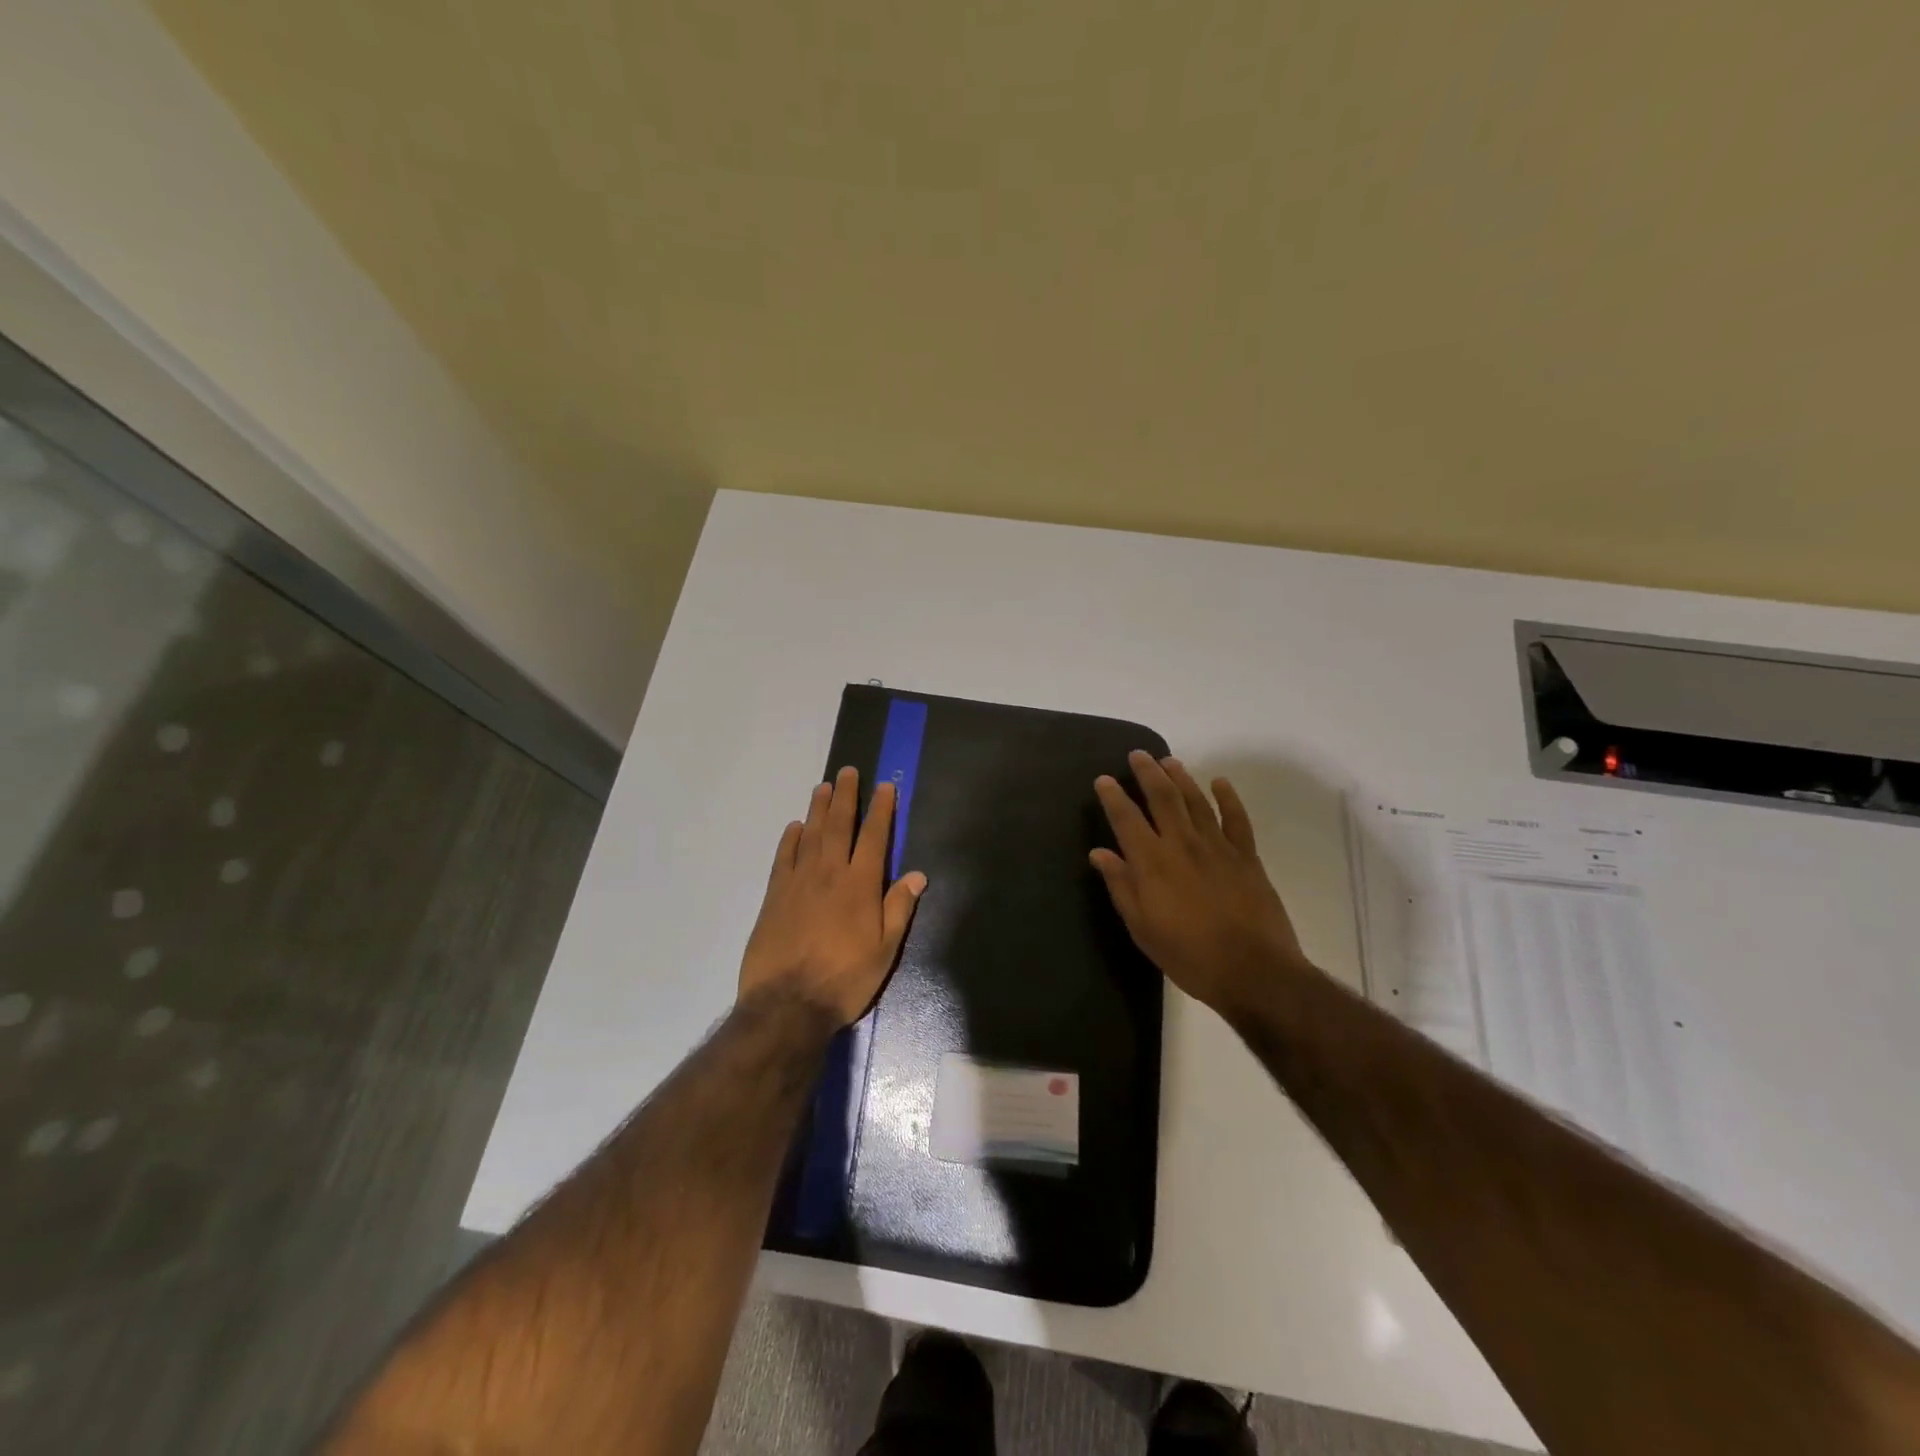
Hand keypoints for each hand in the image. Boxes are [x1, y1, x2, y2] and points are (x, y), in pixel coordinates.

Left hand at [739, 767, 927, 1025]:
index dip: (881, 810)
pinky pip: (784, 857)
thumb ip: (899, 908)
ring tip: (823, 787)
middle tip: (847, 772)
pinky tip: (795, 827)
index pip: (875, 837)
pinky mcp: (775, 896)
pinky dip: (790, 839)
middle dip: (845, 796)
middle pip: (838, 825)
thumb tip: (918, 875)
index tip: (885, 787)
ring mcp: (798, 882)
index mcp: (860, 885)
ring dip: (818, 809)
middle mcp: (830, 873)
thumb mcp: (885, 950)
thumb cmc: (845, 979)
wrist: (787, 1004)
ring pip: (810, 835)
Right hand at [1091, 751, 1310, 1018]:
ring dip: (1181, 777)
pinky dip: (1228, 797)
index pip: (1126, 819)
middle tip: (1138, 755)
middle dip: (1147, 773)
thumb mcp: (1143, 929)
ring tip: (1169, 761)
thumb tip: (1100, 853)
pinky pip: (1236, 818)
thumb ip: (1121, 886)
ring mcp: (1218, 847)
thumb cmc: (1189, 956)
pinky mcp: (1246, 856)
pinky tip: (1220, 783)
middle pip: (1162, 798)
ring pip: (1196, 801)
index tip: (1104, 779)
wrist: (1254, 971)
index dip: (1113, 796)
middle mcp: (1182, 844)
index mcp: (1152, 863)